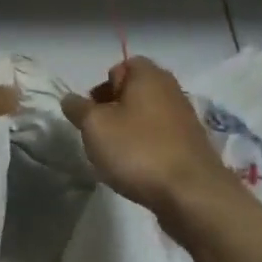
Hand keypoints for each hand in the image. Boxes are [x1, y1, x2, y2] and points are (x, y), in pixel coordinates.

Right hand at [63, 58, 234, 230]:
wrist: (191, 194)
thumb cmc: (138, 150)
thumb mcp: (94, 126)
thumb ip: (78, 108)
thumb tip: (70, 99)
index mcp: (149, 75)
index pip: (120, 67)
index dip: (102, 88)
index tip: (92, 114)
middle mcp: (171, 89)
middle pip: (134, 92)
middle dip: (113, 111)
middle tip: (99, 135)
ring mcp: (185, 119)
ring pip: (146, 117)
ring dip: (129, 132)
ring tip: (116, 157)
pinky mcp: (191, 146)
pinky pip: (160, 139)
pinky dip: (147, 149)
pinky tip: (138, 170)